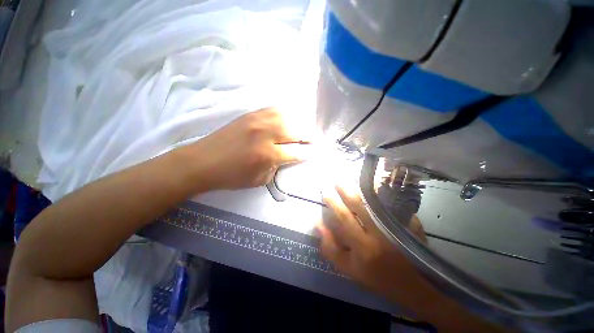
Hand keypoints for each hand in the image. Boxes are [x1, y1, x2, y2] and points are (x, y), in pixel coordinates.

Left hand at [188, 108, 312, 189]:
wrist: (202, 161)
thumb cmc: (231, 176)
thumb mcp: (259, 180)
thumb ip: (277, 167)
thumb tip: (288, 157)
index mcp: (267, 154)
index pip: (296, 152)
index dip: (307, 153)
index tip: (314, 153)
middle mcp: (265, 134)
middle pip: (295, 130)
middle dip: (309, 136)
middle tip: (314, 140)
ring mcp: (257, 121)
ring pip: (287, 116)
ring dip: (299, 123)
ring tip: (304, 129)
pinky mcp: (250, 115)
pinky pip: (274, 109)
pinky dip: (285, 114)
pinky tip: (288, 119)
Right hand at [318, 183, 505, 331]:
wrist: (413, 286)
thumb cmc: (377, 277)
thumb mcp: (348, 269)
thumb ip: (330, 248)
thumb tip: (318, 224)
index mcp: (363, 246)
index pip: (344, 217)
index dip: (333, 202)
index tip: (325, 191)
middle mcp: (379, 233)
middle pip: (359, 205)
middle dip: (346, 190)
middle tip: (337, 180)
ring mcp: (396, 227)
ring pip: (376, 201)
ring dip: (363, 188)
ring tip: (353, 179)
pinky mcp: (409, 223)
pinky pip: (393, 203)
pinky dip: (383, 193)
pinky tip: (375, 185)